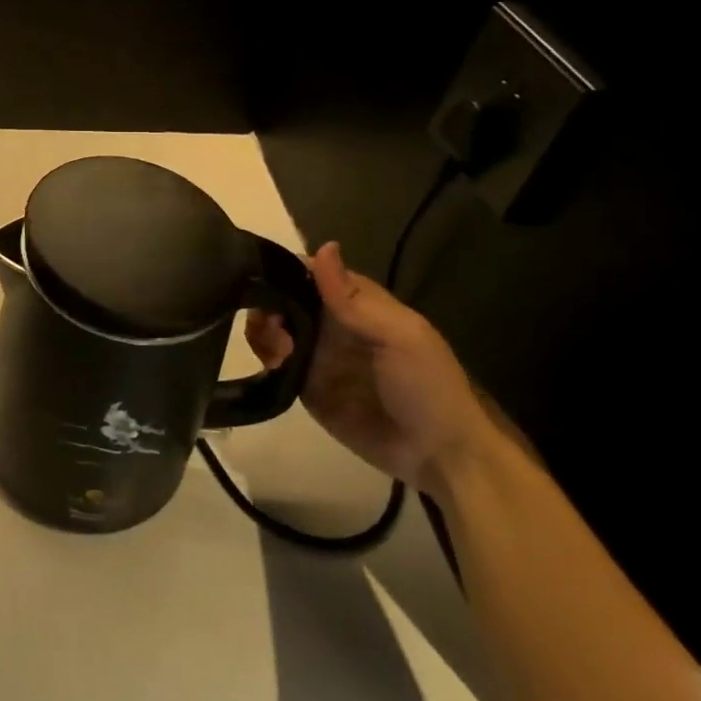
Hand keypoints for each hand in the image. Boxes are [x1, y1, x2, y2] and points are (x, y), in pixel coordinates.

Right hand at [245, 243, 495, 498]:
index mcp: (356, 303)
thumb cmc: (426, 385)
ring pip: (274, 330)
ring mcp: (316, 356)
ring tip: (277, 347)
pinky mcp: (304, 386)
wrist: (438, 455)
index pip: (311, 273)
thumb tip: (324, 245)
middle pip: (284, 299)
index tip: (262, 276)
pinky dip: (264, 357)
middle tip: (271, 322)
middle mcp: (330, 325)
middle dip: (267, 303)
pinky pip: (274, 364)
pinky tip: (272, 362)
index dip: (285, 270)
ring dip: (263, 330)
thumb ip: (353, 297)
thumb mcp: (399, 335)